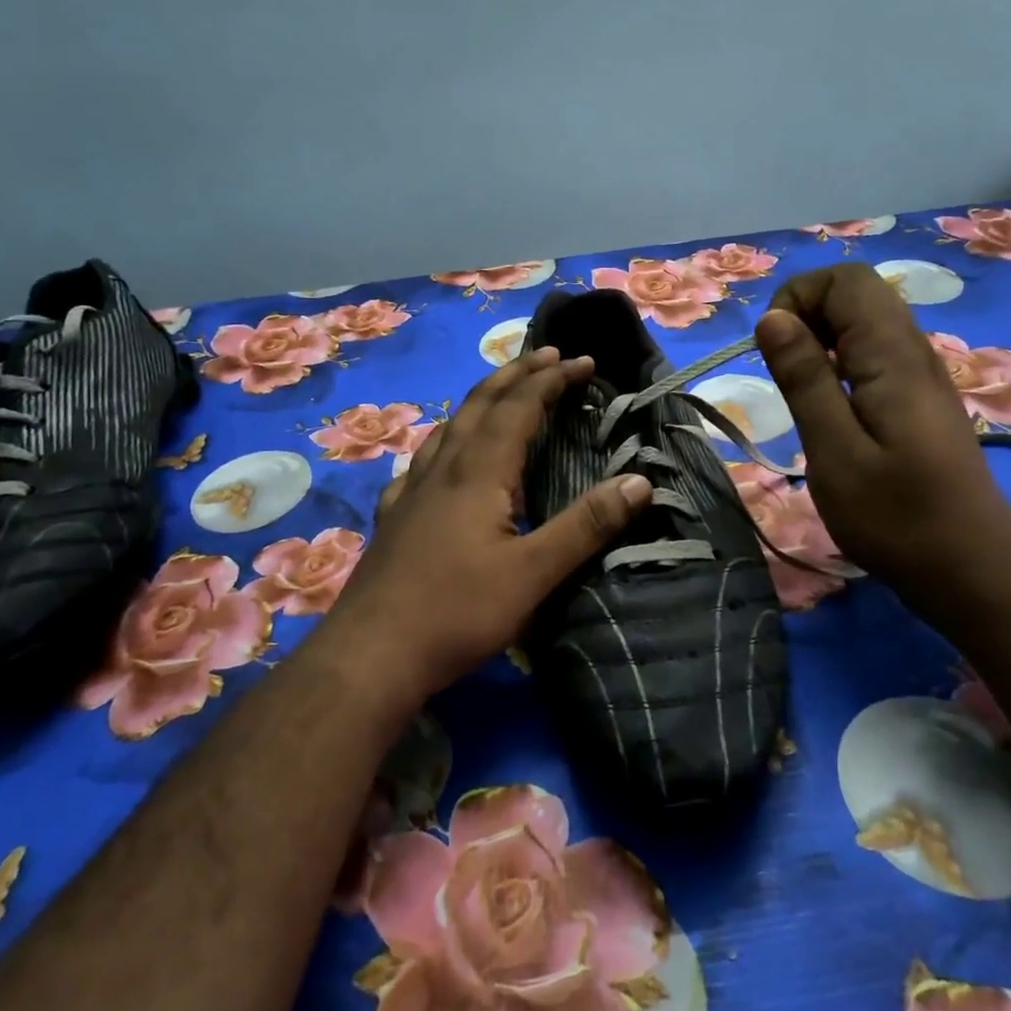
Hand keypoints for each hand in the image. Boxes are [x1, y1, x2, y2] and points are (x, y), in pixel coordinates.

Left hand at [315, 346, 652, 710]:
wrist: (370, 655)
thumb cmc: (458, 613)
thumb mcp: (534, 573)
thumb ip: (586, 526)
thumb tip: (639, 481)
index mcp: (478, 473)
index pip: (519, 407)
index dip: (552, 380)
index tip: (583, 361)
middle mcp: (443, 470)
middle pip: (481, 405)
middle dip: (516, 374)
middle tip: (546, 354)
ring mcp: (412, 492)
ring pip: (448, 428)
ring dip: (480, 401)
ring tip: (500, 391)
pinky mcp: (395, 518)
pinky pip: (422, 462)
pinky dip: (444, 442)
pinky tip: (438, 458)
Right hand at [753, 264, 1010, 590]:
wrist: (972, 569)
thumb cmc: (896, 517)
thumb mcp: (834, 451)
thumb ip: (803, 379)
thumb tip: (771, 319)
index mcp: (892, 354)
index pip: (844, 280)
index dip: (798, 298)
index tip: (774, 351)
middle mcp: (913, 350)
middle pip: (856, 293)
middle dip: (806, 316)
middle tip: (783, 373)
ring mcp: (921, 374)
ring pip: (865, 322)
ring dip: (821, 341)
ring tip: (800, 392)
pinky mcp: (919, 399)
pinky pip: (874, 354)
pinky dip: (840, 364)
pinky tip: (829, 409)